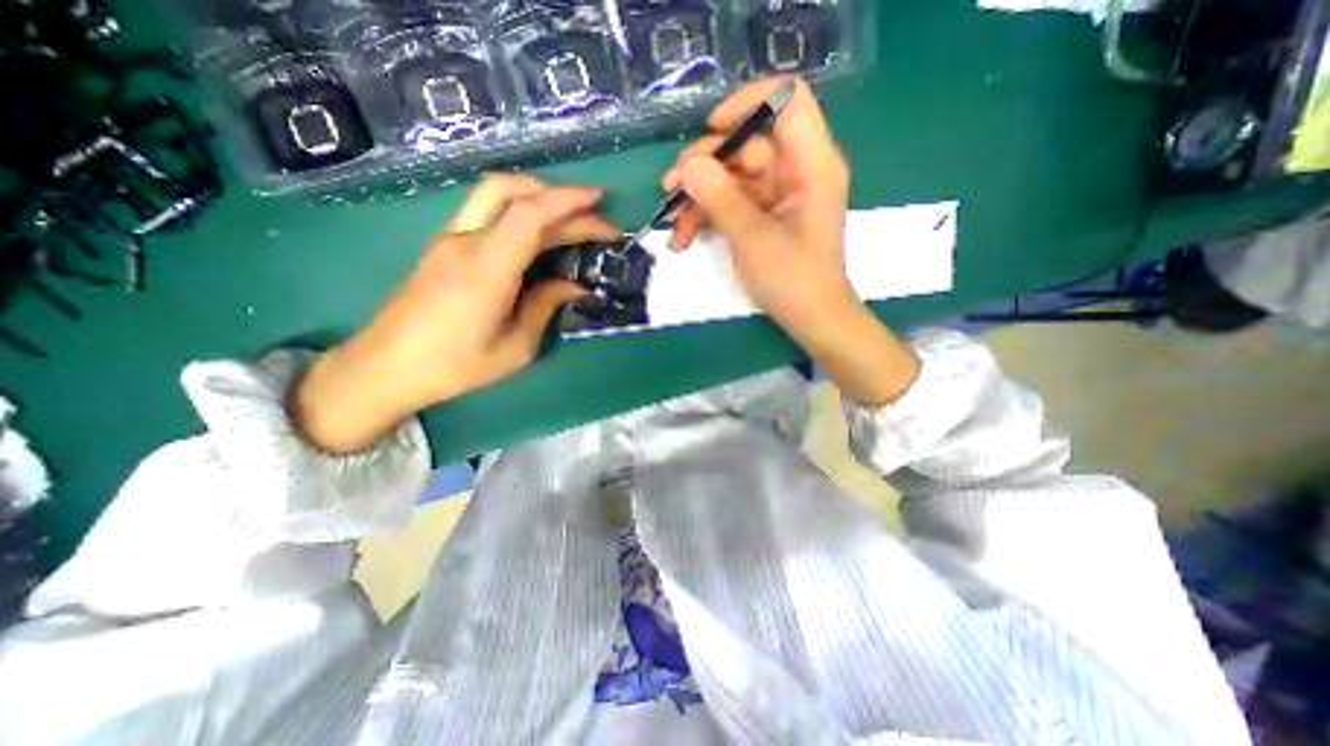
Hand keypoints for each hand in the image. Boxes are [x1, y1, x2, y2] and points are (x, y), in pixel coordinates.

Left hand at [291, 174, 618, 452]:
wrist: (385, 367)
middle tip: (594, 215)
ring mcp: (450, 239)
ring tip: (569, 214)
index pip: (531, 214)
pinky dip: (518, 209)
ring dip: (536, 194)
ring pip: (495, 193)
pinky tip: (537, 231)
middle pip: (513, 192)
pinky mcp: (444, 246)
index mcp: (487, 268)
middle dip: (561, 197)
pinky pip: (486, 211)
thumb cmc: (456, 366)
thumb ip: (546, 307)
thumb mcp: (516, 347)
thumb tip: (575, 286)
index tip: (600, 204)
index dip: (569, 202)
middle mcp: (466, 241)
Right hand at [663, 79, 916, 406]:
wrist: (810, 319)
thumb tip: (688, 165)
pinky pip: (732, 202)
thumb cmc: (792, 280)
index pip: (786, 100)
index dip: (747, 103)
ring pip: (732, 178)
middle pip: (746, 144)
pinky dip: (708, 217)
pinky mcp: (765, 215)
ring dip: (698, 199)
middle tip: (669, 189)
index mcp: (811, 164)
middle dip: (704, 166)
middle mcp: (796, 170)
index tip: (711, 131)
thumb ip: (720, 198)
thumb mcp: (753, 238)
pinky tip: (684, 240)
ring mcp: (778, 194)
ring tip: (672, 228)